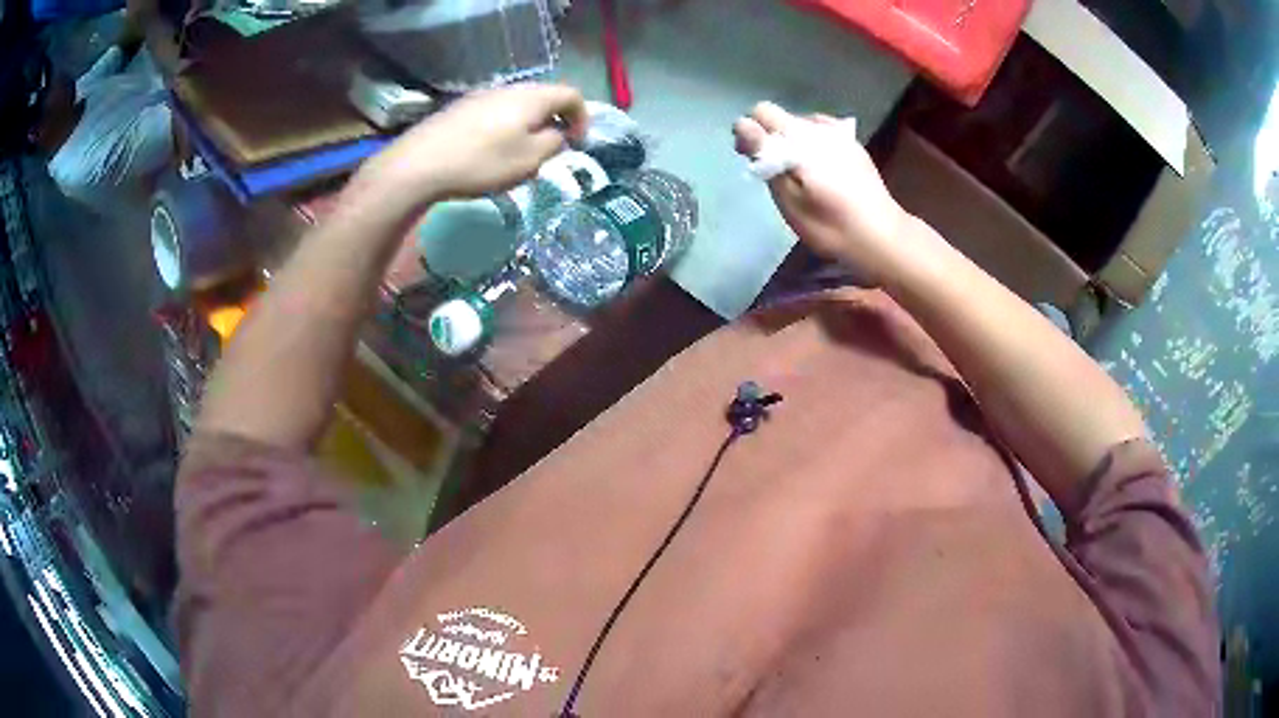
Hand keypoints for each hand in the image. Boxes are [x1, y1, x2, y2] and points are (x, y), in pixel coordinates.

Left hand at [362, 84, 587, 209]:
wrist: (419, 164)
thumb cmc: (481, 161)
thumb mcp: (529, 159)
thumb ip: (553, 143)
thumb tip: (556, 134)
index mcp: (533, 97)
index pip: (572, 95)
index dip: (582, 118)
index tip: (576, 144)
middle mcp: (510, 89)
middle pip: (544, 97)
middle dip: (555, 121)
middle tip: (552, 149)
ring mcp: (482, 96)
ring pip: (519, 106)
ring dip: (529, 126)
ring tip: (521, 154)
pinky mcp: (461, 108)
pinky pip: (496, 112)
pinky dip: (506, 127)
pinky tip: (490, 151)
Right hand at [733, 102, 911, 282]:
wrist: (881, 236)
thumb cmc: (828, 224)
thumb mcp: (788, 196)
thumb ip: (764, 155)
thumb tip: (742, 124)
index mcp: (800, 135)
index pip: (761, 112)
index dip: (750, 133)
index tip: (753, 160)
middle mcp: (820, 125)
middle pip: (782, 118)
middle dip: (770, 139)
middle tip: (776, 174)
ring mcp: (840, 134)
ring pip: (802, 126)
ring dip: (793, 143)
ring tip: (801, 175)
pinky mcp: (854, 145)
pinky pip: (822, 134)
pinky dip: (813, 147)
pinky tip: (821, 171)